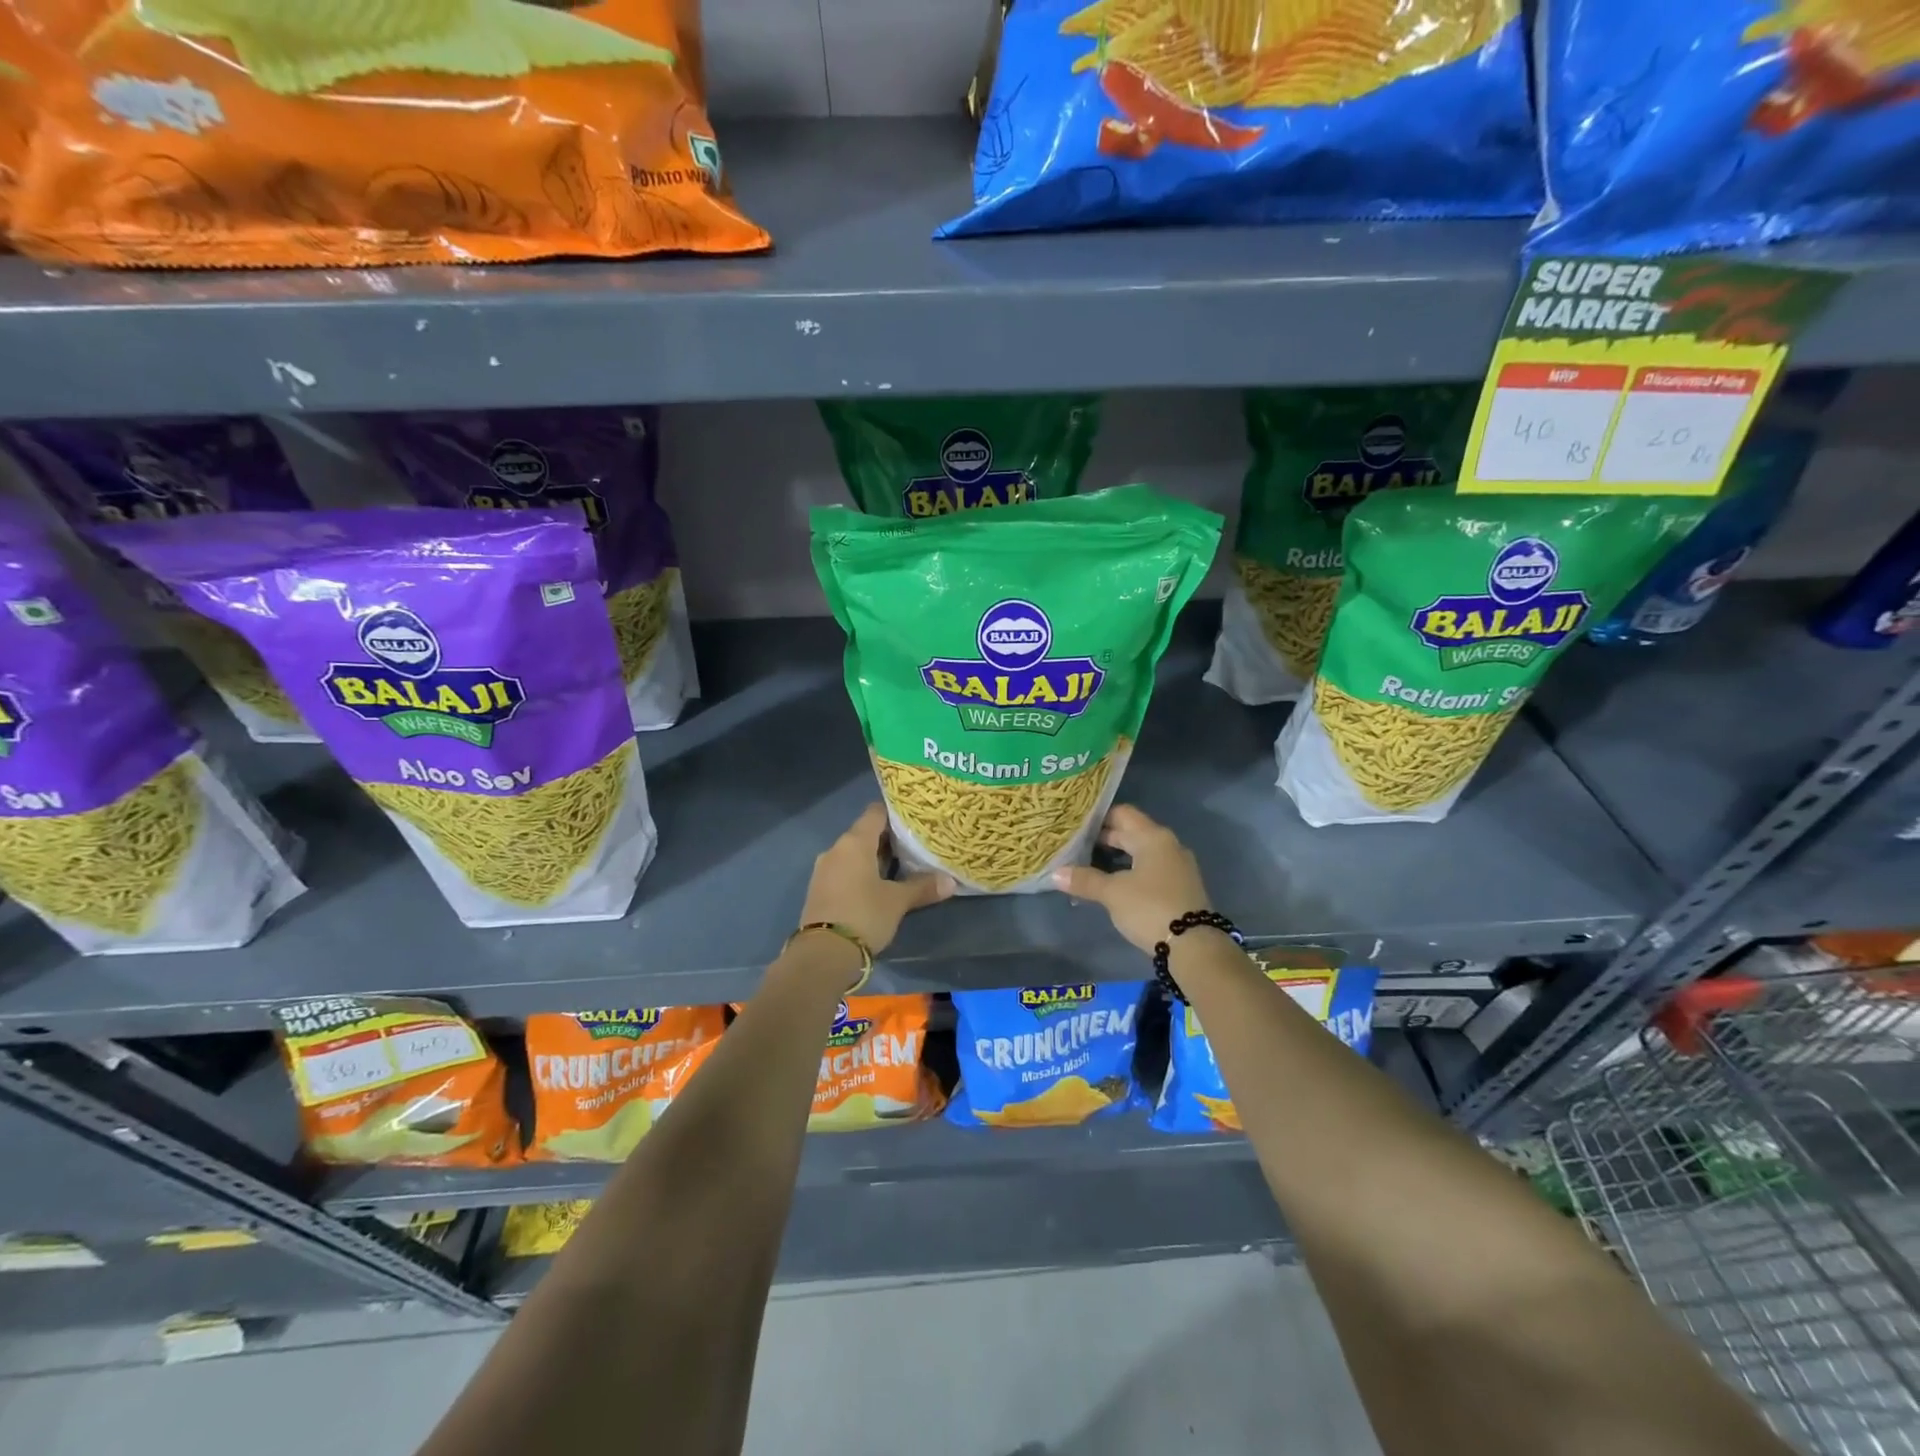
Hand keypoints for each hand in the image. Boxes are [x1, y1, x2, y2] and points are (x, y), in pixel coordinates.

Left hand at [800, 804, 955, 956]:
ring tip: (900, 867)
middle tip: (915, 846)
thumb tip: (950, 882)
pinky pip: (844, 871)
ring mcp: (824, 869)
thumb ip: (923, 887)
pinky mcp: (819, 890)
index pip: (875, 813)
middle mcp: (836, 849)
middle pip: (864, 833)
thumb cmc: (864, 915)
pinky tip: (877, 886)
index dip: (895, 813)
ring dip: (874, 858)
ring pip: (853, 854)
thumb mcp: (897, 902)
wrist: (822, 954)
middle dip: (888, 839)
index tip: (914, 820)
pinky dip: (860, 873)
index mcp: (854, 842)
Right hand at [1051, 804, 1211, 953]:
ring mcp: (1177, 866)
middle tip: (1075, 845)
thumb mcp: (1112, 893)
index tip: (1076, 825)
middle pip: (1132, 832)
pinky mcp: (1180, 886)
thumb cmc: (1150, 908)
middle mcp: (1168, 845)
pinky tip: (1113, 884)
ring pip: (1141, 852)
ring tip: (1089, 865)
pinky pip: (1150, 869)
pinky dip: (1130, 871)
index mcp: (1153, 837)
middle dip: (1104, 838)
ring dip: (1117, 857)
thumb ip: (1085, 880)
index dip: (1098, 817)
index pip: (1122, 814)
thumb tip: (1055, 873)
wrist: (1194, 946)